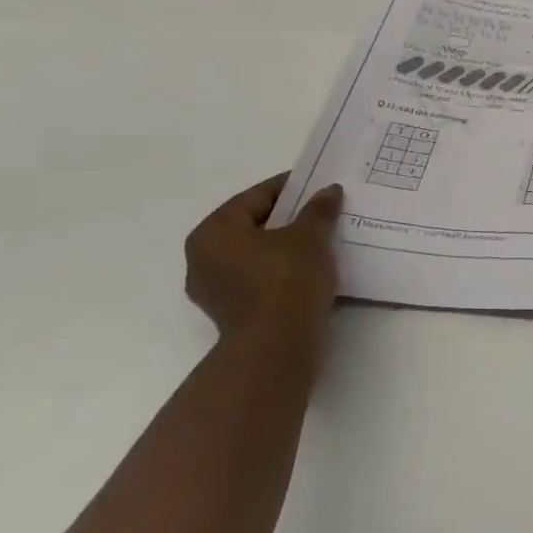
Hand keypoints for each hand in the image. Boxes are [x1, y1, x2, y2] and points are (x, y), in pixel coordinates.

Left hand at [185, 174, 344, 358]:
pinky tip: (313, 268)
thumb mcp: (310, 236)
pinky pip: (261, 279)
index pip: (255, 198)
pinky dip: (284, 271)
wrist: (278, 346)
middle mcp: (203, 259)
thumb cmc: (286, 279)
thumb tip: (329, 191)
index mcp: (213, 233)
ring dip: (288, 246)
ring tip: (323, 240)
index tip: (319, 185)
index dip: (290, 187)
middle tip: (323, 211)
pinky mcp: (234, 313)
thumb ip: (318, 210)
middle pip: (254, 226)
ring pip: (258, 255)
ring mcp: (216, 290)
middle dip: (289, 219)